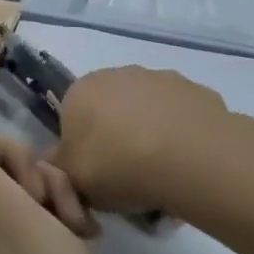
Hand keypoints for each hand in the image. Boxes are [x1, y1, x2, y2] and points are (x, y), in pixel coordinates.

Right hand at [51, 67, 232, 217]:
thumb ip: (57, 167)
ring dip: (151, 134)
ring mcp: (162, 78)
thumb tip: (55, 160)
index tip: (95, 175)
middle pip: (112, 110)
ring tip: (162, 175)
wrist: (189, 159)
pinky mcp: (198, 91)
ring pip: (149, 111)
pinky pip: (182, 118)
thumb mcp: (72, 179)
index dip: (83, 148)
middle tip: (127, 178)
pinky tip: (189, 164)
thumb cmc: (118, 166)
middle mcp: (120, 74)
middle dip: (118, 138)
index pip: (73, 117)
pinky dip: (182, 136)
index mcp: (82, 90)